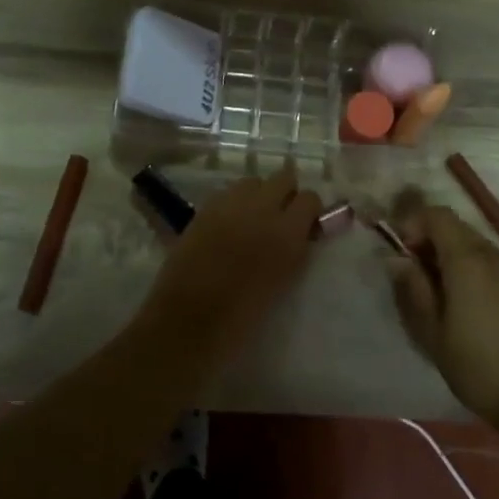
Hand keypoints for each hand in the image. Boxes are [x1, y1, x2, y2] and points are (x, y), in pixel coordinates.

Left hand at [140, 168, 323, 367]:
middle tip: (279, 216)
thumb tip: (300, 233)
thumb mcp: (283, 282)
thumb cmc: (243, 316)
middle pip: (283, 177)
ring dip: (257, 195)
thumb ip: (295, 250)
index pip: (310, 198)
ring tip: (250, 219)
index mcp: (287, 233)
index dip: (308, 210)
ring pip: (253, 181)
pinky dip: (232, 203)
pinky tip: (226, 225)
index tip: (305, 224)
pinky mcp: (204, 208)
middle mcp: (261, 208)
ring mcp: (230, 204)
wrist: (188, 321)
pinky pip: (227, 193)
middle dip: (285, 193)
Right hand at [387, 195, 498, 449]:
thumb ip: (413, 288)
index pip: (439, 216)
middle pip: (459, 229)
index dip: (415, 222)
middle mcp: (497, 257)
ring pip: (479, 247)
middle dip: (433, 241)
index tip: (402, 250)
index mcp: (469, 262)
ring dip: (455, 257)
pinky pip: (498, 266)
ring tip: (444, 294)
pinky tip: (474, 307)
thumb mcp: (432, 332)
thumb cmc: (477, 368)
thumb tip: (397, 259)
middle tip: (417, 274)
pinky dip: (478, 271)